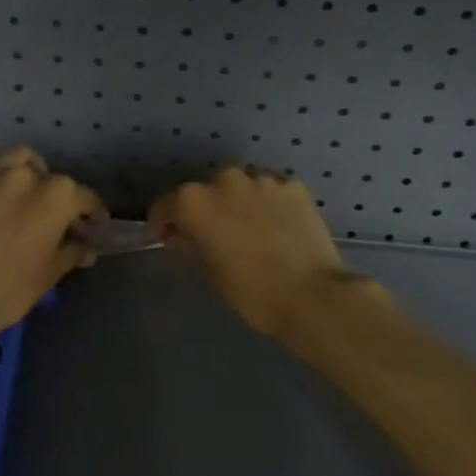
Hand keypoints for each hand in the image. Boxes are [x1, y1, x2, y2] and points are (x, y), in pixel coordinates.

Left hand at [0, 147, 105, 340]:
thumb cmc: (12, 288)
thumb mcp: (50, 273)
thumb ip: (72, 253)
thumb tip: (87, 248)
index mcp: (58, 197)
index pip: (85, 197)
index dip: (93, 212)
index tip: (94, 226)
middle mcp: (27, 176)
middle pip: (51, 177)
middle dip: (58, 194)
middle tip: (55, 216)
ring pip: (18, 157)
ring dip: (29, 169)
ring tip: (27, 188)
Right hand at [149, 166, 369, 339]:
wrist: (312, 296)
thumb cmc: (251, 291)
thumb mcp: (208, 272)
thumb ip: (188, 244)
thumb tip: (182, 234)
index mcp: (195, 201)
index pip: (165, 205)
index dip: (162, 223)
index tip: (167, 239)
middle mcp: (225, 179)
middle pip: (203, 191)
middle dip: (203, 210)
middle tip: (212, 236)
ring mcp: (262, 179)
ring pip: (238, 187)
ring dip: (236, 203)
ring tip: (247, 230)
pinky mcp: (293, 185)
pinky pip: (269, 191)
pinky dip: (266, 203)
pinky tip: (275, 227)